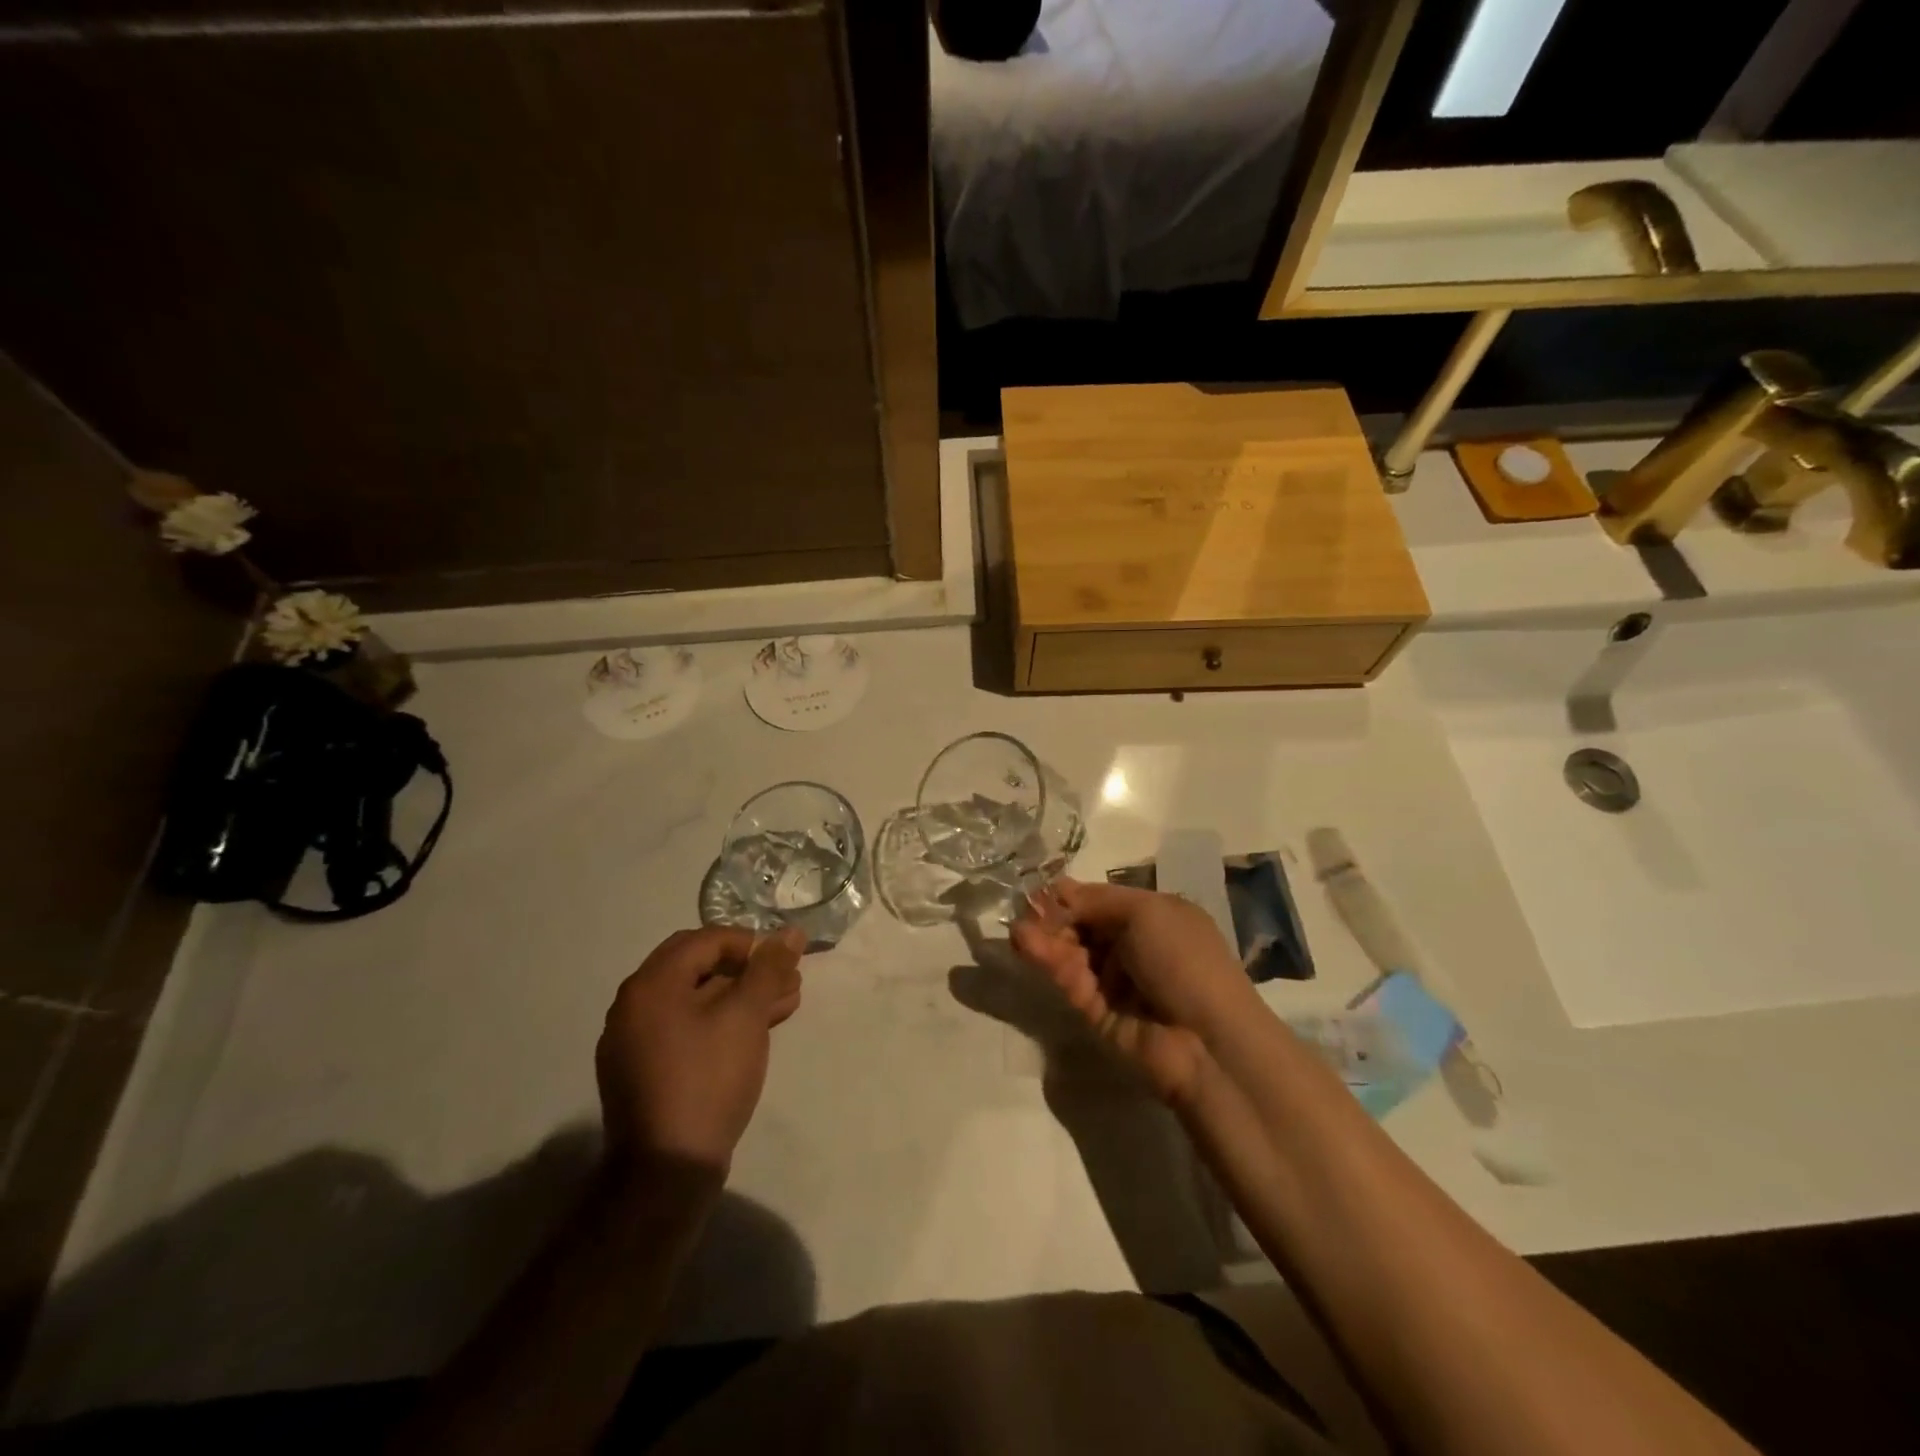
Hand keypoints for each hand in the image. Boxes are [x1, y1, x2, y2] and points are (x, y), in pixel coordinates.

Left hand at [596, 926, 803, 1180]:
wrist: (667, 1171)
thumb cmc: (707, 1080)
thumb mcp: (746, 1016)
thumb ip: (768, 969)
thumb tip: (791, 932)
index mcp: (650, 985)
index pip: (705, 941)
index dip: (750, 943)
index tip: (784, 960)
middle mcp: (633, 1006)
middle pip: (698, 967)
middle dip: (748, 969)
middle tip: (787, 980)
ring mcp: (634, 1041)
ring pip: (695, 1000)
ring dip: (740, 996)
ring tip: (785, 1004)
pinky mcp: (643, 1071)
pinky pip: (685, 1029)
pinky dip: (720, 1022)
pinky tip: (756, 1031)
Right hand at [1010, 878, 1260, 1106]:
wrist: (1208, 1042)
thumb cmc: (1185, 960)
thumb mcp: (1146, 912)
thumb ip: (1096, 900)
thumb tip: (1058, 890)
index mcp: (1155, 917)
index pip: (1102, 900)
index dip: (1072, 895)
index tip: (1040, 889)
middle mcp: (1135, 947)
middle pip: (1083, 926)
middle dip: (1054, 917)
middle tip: (1023, 910)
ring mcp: (1116, 981)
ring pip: (1072, 952)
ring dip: (1045, 938)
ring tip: (1018, 930)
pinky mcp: (1097, 1012)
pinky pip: (1070, 980)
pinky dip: (1048, 962)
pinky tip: (1026, 945)